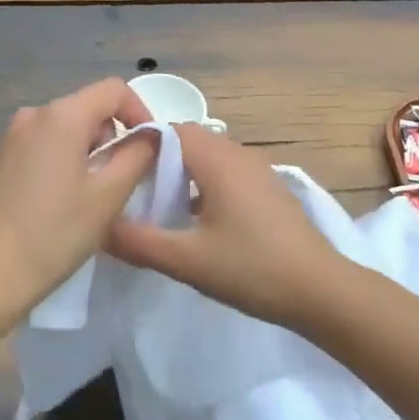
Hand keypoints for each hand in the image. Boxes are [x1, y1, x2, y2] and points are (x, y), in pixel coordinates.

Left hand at [0, 78, 158, 317]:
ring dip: (84, 150)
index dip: (139, 111)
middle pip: (87, 107)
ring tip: (87, 194)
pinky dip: (57, 160)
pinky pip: (39, 145)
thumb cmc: (56, 232)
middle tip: (118, 180)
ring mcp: (8, 136)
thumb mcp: (109, 195)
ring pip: (62, 128)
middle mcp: (32, 115)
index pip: (113, 89)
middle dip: (110, 136)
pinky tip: (54, 201)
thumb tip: (150, 136)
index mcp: (62, 116)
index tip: (148, 147)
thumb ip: (138, 155)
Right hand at [106, 123, 345, 328]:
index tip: (117, 172)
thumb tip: (99, 226)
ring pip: (208, 157)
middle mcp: (238, 153)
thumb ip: (139, 242)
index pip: (169, 130)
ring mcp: (257, 169)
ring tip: (159, 208)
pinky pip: (226, 172)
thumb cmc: (252, 268)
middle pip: (188, 140)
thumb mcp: (187, 260)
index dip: (140, 145)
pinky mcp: (268, 188)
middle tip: (133, 193)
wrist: (319, 288)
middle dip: (158, 161)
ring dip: (183, 174)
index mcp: (217, 159)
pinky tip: (195, 221)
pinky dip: (204, 185)